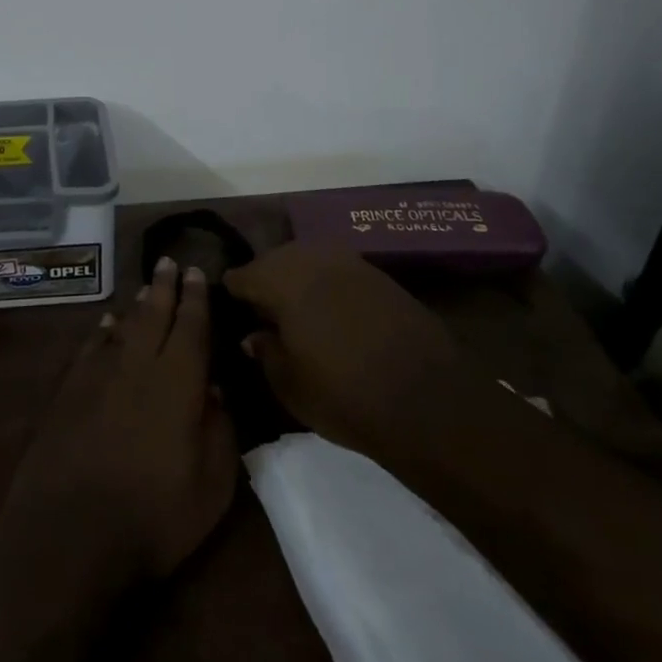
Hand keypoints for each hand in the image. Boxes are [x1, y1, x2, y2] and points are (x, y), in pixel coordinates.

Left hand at [0, 257, 237, 587]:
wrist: (70, 533)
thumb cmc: (153, 516)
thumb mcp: (211, 486)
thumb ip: (220, 430)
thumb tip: (217, 388)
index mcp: (177, 382)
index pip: (191, 327)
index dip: (196, 299)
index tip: (198, 272)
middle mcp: (137, 365)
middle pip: (154, 315)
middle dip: (165, 287)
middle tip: (170, 262)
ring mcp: (99, 375)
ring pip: (123, 327)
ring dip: (137, 305)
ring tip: (147, 288)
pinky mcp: (69, 391)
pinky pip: (91, 347)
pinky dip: (102, 332)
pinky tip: (107, 324)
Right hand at [224, 243, 491, 457]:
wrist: (430, 403)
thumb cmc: (345, 396)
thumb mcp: (290, 385)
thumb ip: (266, 352)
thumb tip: (254, 334)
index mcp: (281, 280)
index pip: (242, 275)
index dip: (233, 294)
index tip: (231, 311)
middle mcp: (312, 259)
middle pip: (275, 260)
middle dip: (265, 281)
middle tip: (262, 313)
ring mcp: (350, 262)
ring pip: (309, 260)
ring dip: (298, 280)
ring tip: (297, 311)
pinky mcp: (380, 275)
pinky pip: (339, 271)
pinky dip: (329, 285)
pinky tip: (332, 312)